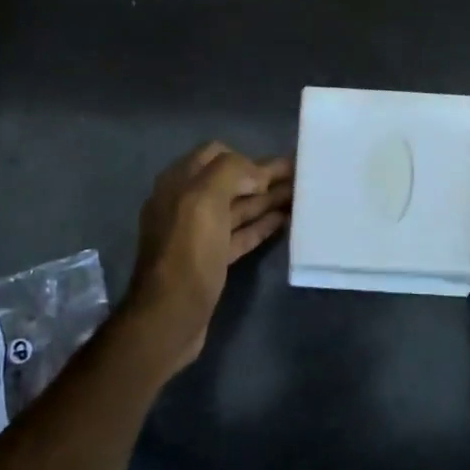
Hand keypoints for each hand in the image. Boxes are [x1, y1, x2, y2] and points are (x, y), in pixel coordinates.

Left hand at [128, 141, 292, 372]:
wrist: (170, 316)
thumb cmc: (188, 252)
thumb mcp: (204, 200)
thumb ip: (230, 172)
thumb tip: (255, 173)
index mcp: (179, 183)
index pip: (215, 154)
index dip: (246, 157)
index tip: (276, 167)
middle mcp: (186, 203)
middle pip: (230, 181)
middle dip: (262, 177)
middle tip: (299, 176)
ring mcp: (198, 233)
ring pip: (237, 208)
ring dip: (266, 200)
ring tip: (299, 196)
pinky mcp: (210, 259)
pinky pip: (239, 233)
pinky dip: (260, 225)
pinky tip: (283, 220)